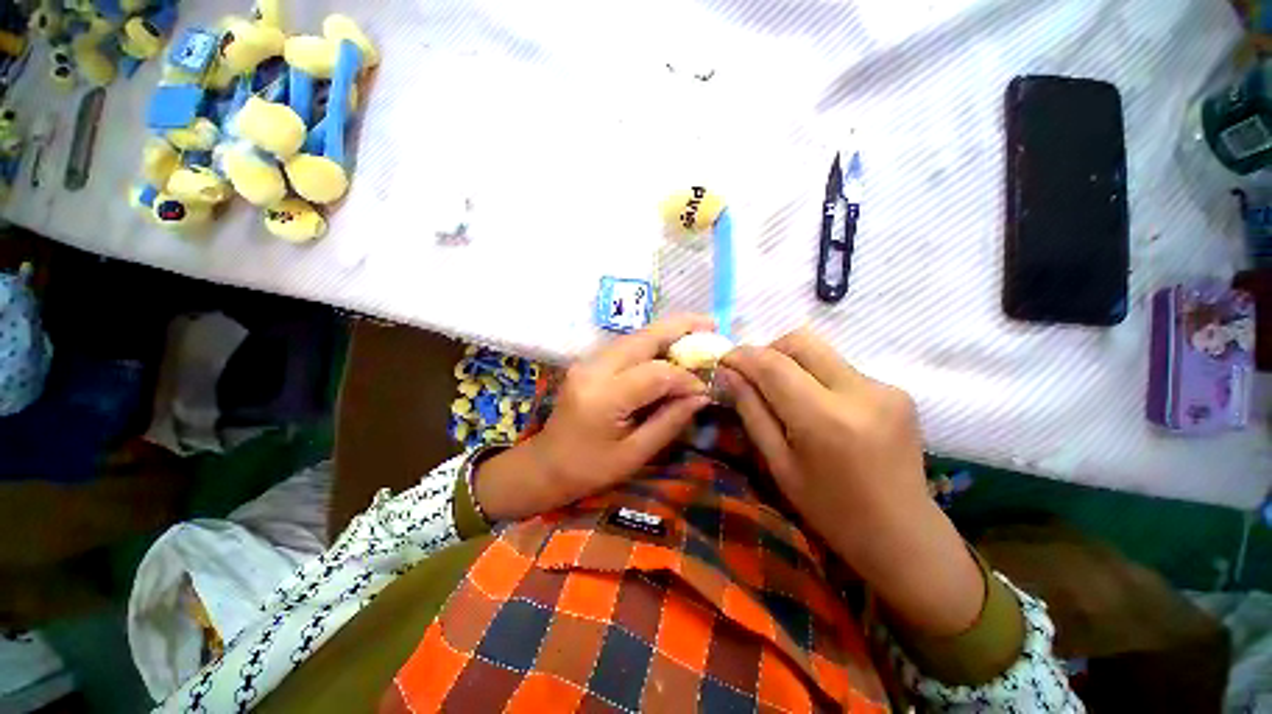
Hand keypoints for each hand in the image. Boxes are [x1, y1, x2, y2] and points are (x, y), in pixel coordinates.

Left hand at [477, 315, 713, 520]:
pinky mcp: (588, 362)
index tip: (706, 388)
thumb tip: (702, 395)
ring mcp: (587, 362)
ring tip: (696, 331)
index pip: (656, 374)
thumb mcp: (635, 455)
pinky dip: (651, 342)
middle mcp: (593, 369)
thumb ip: (670, 421)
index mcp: (604, 398)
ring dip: (666, 332)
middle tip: (711, 325)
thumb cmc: (589, 470)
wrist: (545, 465)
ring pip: (634, 336)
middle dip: (679, 328)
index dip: (686, 377)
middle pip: (642, 338)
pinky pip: (625, 345)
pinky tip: (669, 346)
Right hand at [719, 328, 984, 635]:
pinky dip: (817, 377)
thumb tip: (727, 373)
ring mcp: (884, 388)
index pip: (773, 365)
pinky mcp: (897, 391)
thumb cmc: (830, 510)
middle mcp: (859, 392)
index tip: (723, 361)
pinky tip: (818, 407)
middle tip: (752, 375)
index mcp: (825, 419)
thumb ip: (751, 411)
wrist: (903, 534)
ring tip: (783, 394)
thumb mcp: (778, 464)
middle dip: (767, 350)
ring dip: (792, 363)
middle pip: (800, 342)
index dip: (742, 356)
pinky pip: (841, 369)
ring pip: (821, 352)